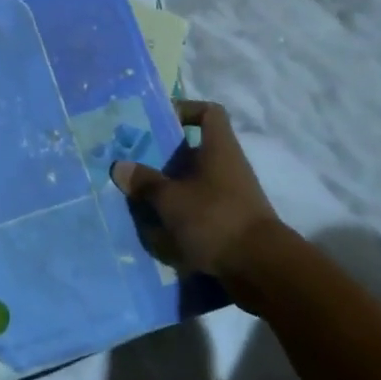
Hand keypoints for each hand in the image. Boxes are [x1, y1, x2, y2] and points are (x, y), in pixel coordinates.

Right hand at [111, 99, 277, 277]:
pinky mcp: (233, 223)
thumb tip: (119, 166)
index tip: (160, 122)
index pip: (209, 112)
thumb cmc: (215, 219)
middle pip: (196, 150)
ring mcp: (233, 196)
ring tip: (141, 197)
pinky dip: (182, 215)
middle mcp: (228, 166)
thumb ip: (145, 182)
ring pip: (196, 182)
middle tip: (137, 163)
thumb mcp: (171, 199)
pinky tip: (159, 227)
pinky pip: (202, 209)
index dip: (186, 110)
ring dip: (171, 189)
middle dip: (166, 157)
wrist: (262, 270)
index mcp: (219, 147)